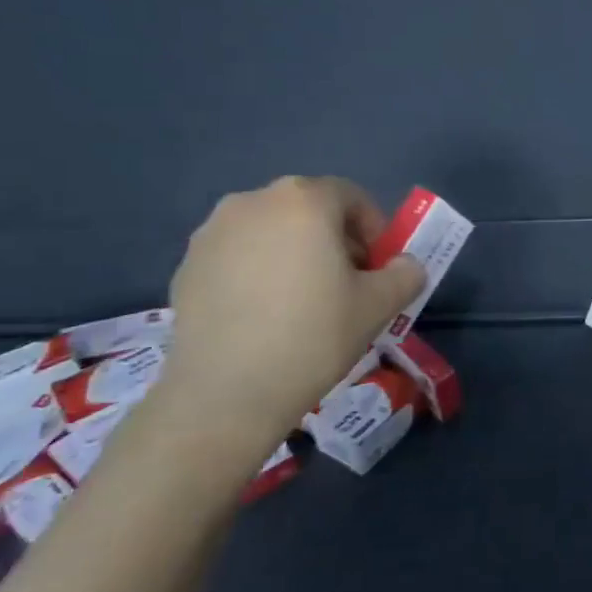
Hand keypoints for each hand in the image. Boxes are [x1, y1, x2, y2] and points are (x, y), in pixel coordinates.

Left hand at [150, 177, 425, 465]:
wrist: (226, 393)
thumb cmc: (313, 335)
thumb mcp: (380, 305)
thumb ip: (405, 273)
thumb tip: (404, 265)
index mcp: (304, 201)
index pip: (351, 197)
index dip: (373, 229)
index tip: (378, 266)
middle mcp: (253, 202)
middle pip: (308, 209)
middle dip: (333, 238)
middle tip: (345, 282)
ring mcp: (212, 233)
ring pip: (270, 231)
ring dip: (293, 252)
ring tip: (301, 299)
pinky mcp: (185, 266)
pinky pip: (237, 256)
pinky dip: (257, 271)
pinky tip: (263, 315)